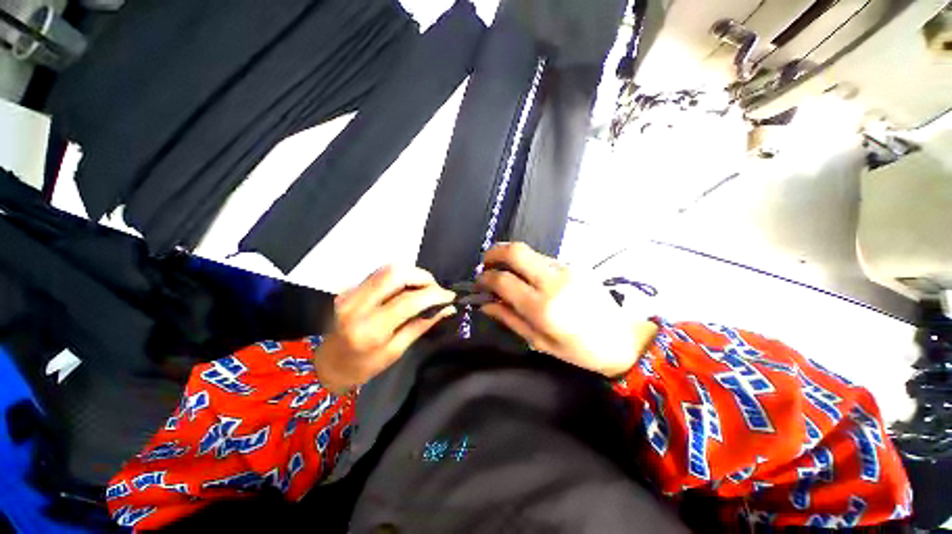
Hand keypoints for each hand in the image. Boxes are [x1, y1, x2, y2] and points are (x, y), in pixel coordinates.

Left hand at [313, 265, 456, 393]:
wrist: (326, 365)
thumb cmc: (363, 366)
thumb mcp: (396, 351)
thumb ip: (421, 325)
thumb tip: (447, 308)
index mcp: (370, 328)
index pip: (409, 300)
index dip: (434, 294)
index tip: (450, 296)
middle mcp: (357, 304)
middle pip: (396, 273)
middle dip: (423, 277)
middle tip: (436, 289)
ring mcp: (350, 292)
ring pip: (388, 268)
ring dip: (412, 274)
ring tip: (424, 288)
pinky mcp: (350, 287)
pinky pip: (380, 273)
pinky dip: (400, 276)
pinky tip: (407, 288)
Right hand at [478, 242, 655, 377]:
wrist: (621, 338)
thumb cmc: (578, 349)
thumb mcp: (538, 342)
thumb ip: (509, 318)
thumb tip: (485, 304)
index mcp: (543, 307)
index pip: (503, 281)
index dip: (485, 279)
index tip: (479, 282)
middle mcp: (554, 281)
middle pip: (516, 251)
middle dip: (494, 253)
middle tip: (486, 264)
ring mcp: (567, 268)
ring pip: (529, 252)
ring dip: (512, 258)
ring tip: (507, 273)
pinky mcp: (576, 264)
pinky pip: (543, 258)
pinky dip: (529, 264)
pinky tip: (531, 278)